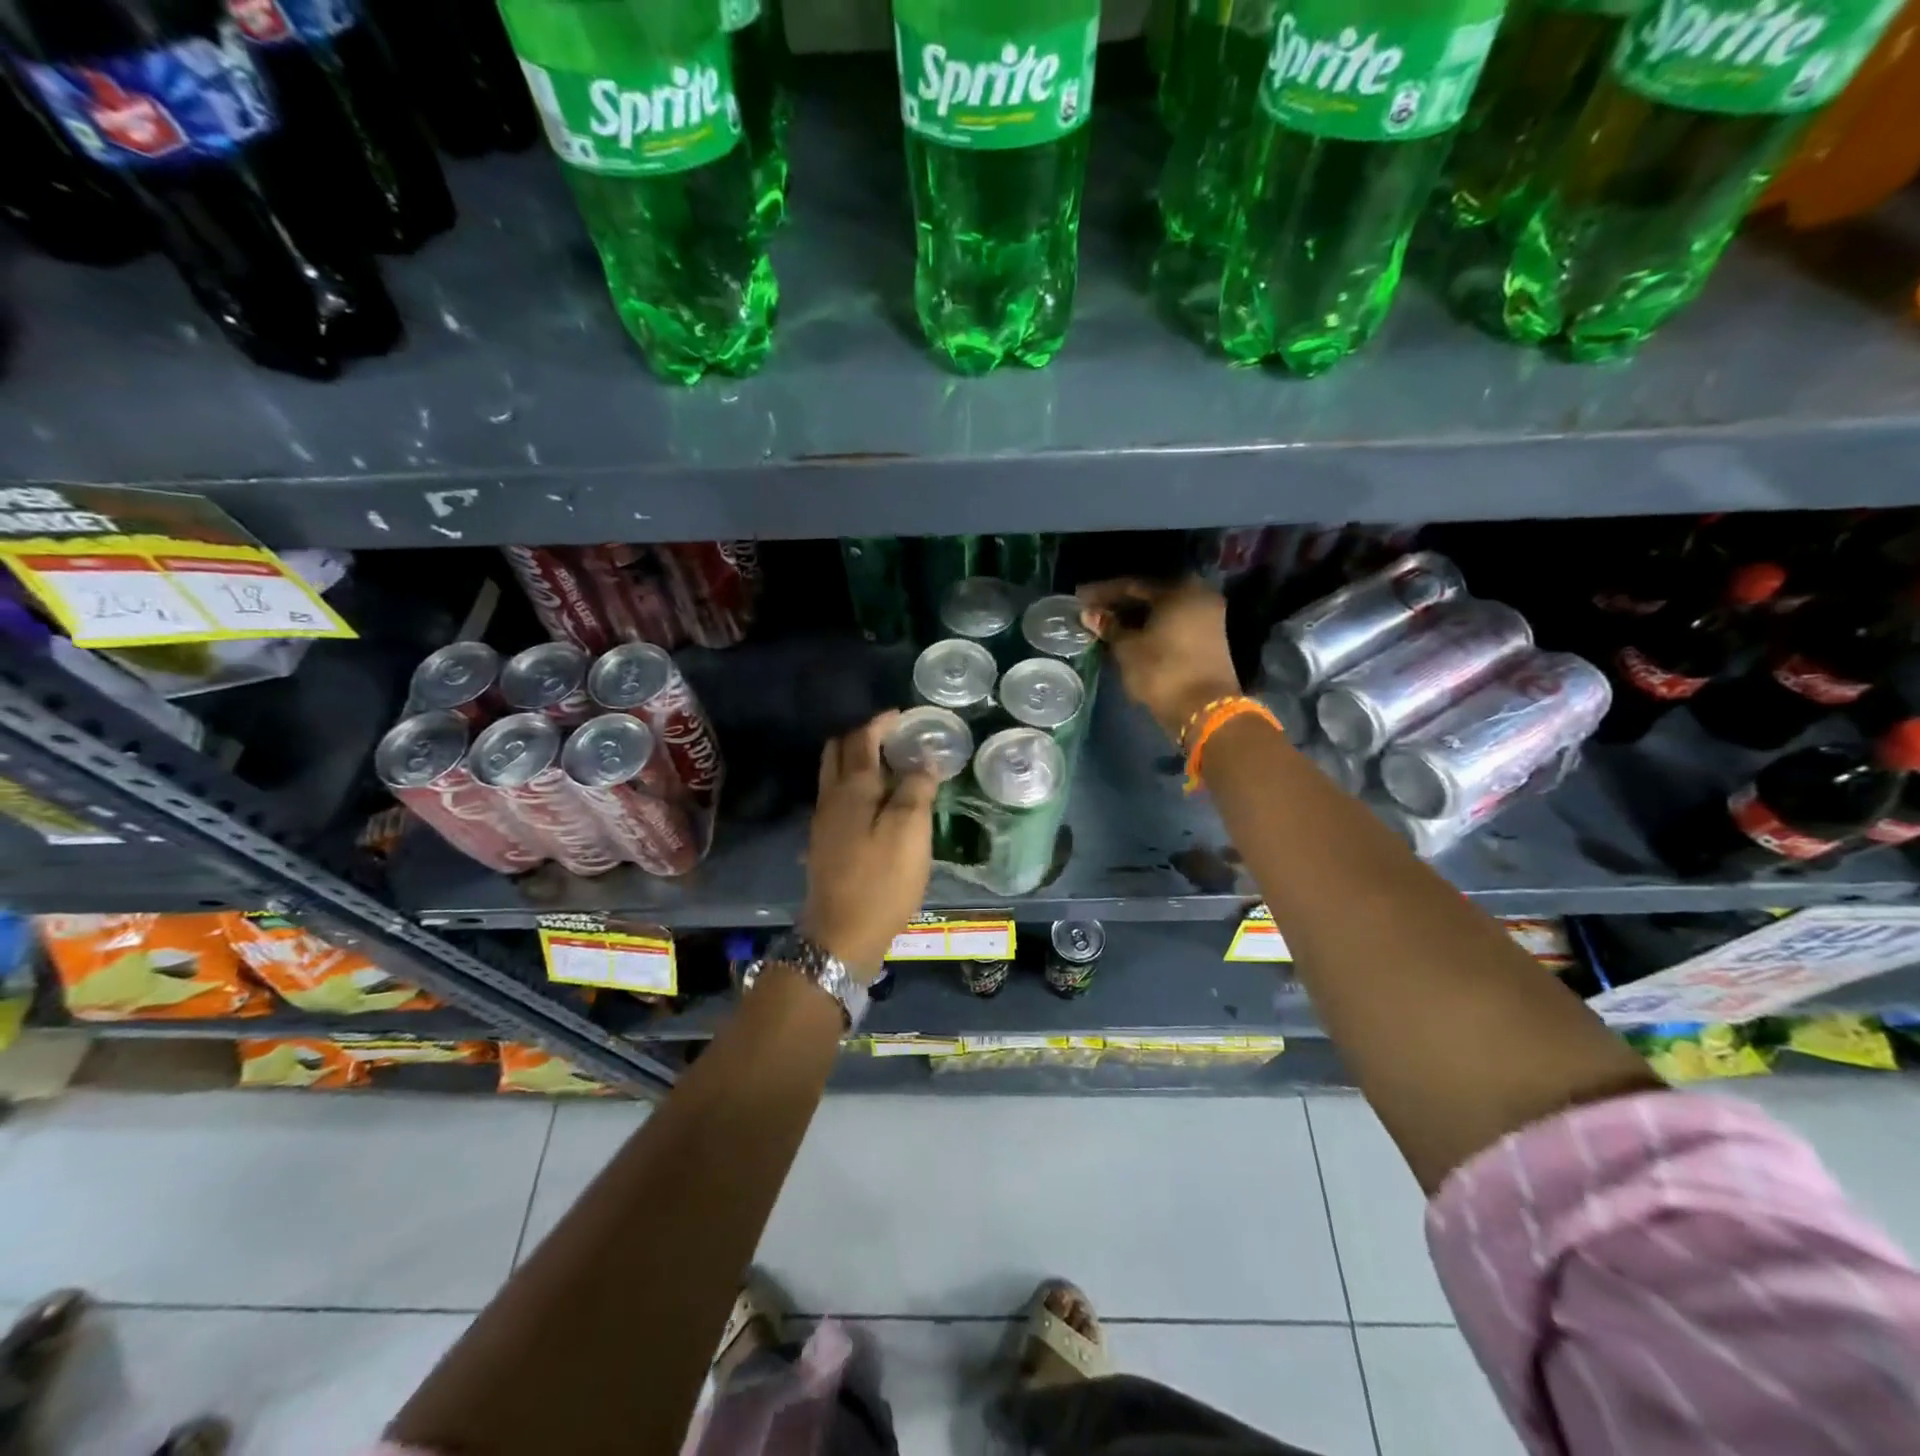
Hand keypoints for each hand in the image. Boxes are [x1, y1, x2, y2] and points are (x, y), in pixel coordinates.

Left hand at [800, 711, 936, 981]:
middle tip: (893, 739)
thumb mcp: (910, 832)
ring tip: (890, 768)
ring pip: (834, 775)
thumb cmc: (881, 880)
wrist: (841, 935)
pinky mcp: (824, 843)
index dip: (881, 723)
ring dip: (856, 761)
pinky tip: (876, 804)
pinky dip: (854, 786)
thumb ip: (916, 789)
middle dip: (863, 737)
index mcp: (853, 788)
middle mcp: (831, 797)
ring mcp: (823, 821)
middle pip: (838, 751)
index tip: (902, 716)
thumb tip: (922, 759)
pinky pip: (837, 798)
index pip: (862, 739)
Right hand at [1079, 578, 1239, 743]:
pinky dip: (1150, 627)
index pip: (1132, 585)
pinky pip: (1172, 623)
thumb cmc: (1162, 672)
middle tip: (1092, 610)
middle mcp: (1197, 596)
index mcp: (1179, 590)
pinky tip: (1129, 634)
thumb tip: (1090, 614)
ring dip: (1134, 617)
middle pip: (1149, 596)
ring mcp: (1207, 617)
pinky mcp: (1208, 638)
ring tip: (1106, 624)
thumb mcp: (1128, 649)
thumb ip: (1109, 627)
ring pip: (1161, 611)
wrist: (1204, 710)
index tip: (1079, 598)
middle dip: (1119, 604)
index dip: (1102, 593)